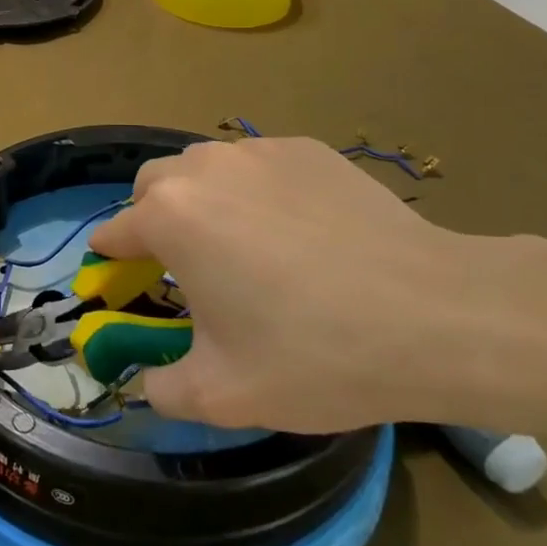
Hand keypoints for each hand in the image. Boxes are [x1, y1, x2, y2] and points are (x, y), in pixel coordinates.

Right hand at [89, 138, 497, 433]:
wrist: (434, 316)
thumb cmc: (314, 355)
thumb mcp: (224, 395)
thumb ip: (164, 389)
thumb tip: (148, 383)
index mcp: (172, 217)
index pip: (117, 230)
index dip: (112, 260)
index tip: (117, 280)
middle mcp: (207, 168)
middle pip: (155, 183)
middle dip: (152, 217)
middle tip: (181, 266)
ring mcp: (262, 151)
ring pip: (208, 167)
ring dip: (203, 199)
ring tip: (240, 246)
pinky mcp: (310, 150)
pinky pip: (261, 165)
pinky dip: (257, 191)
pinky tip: (297, 233)